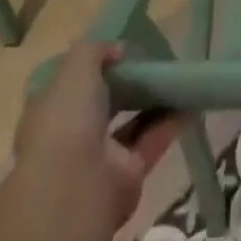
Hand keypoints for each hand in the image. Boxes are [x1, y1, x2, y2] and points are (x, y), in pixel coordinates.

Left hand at [13, 41, 181, 230]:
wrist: (75, 191)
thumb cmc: (66, 121)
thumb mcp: (75, 69)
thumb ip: (95, 50)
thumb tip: (117, 49)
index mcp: (50, 109)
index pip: (69, 82)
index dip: (92, 64)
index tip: (118, 50)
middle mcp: (71, 133)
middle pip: (102, 102)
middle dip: (126, 82)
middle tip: (150, 60)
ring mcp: (99, 156)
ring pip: (129, 121)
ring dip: (151, 100)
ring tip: (176, 75)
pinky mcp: (127, 174)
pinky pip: (151, 141)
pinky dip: (170, 122)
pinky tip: (190, 102)